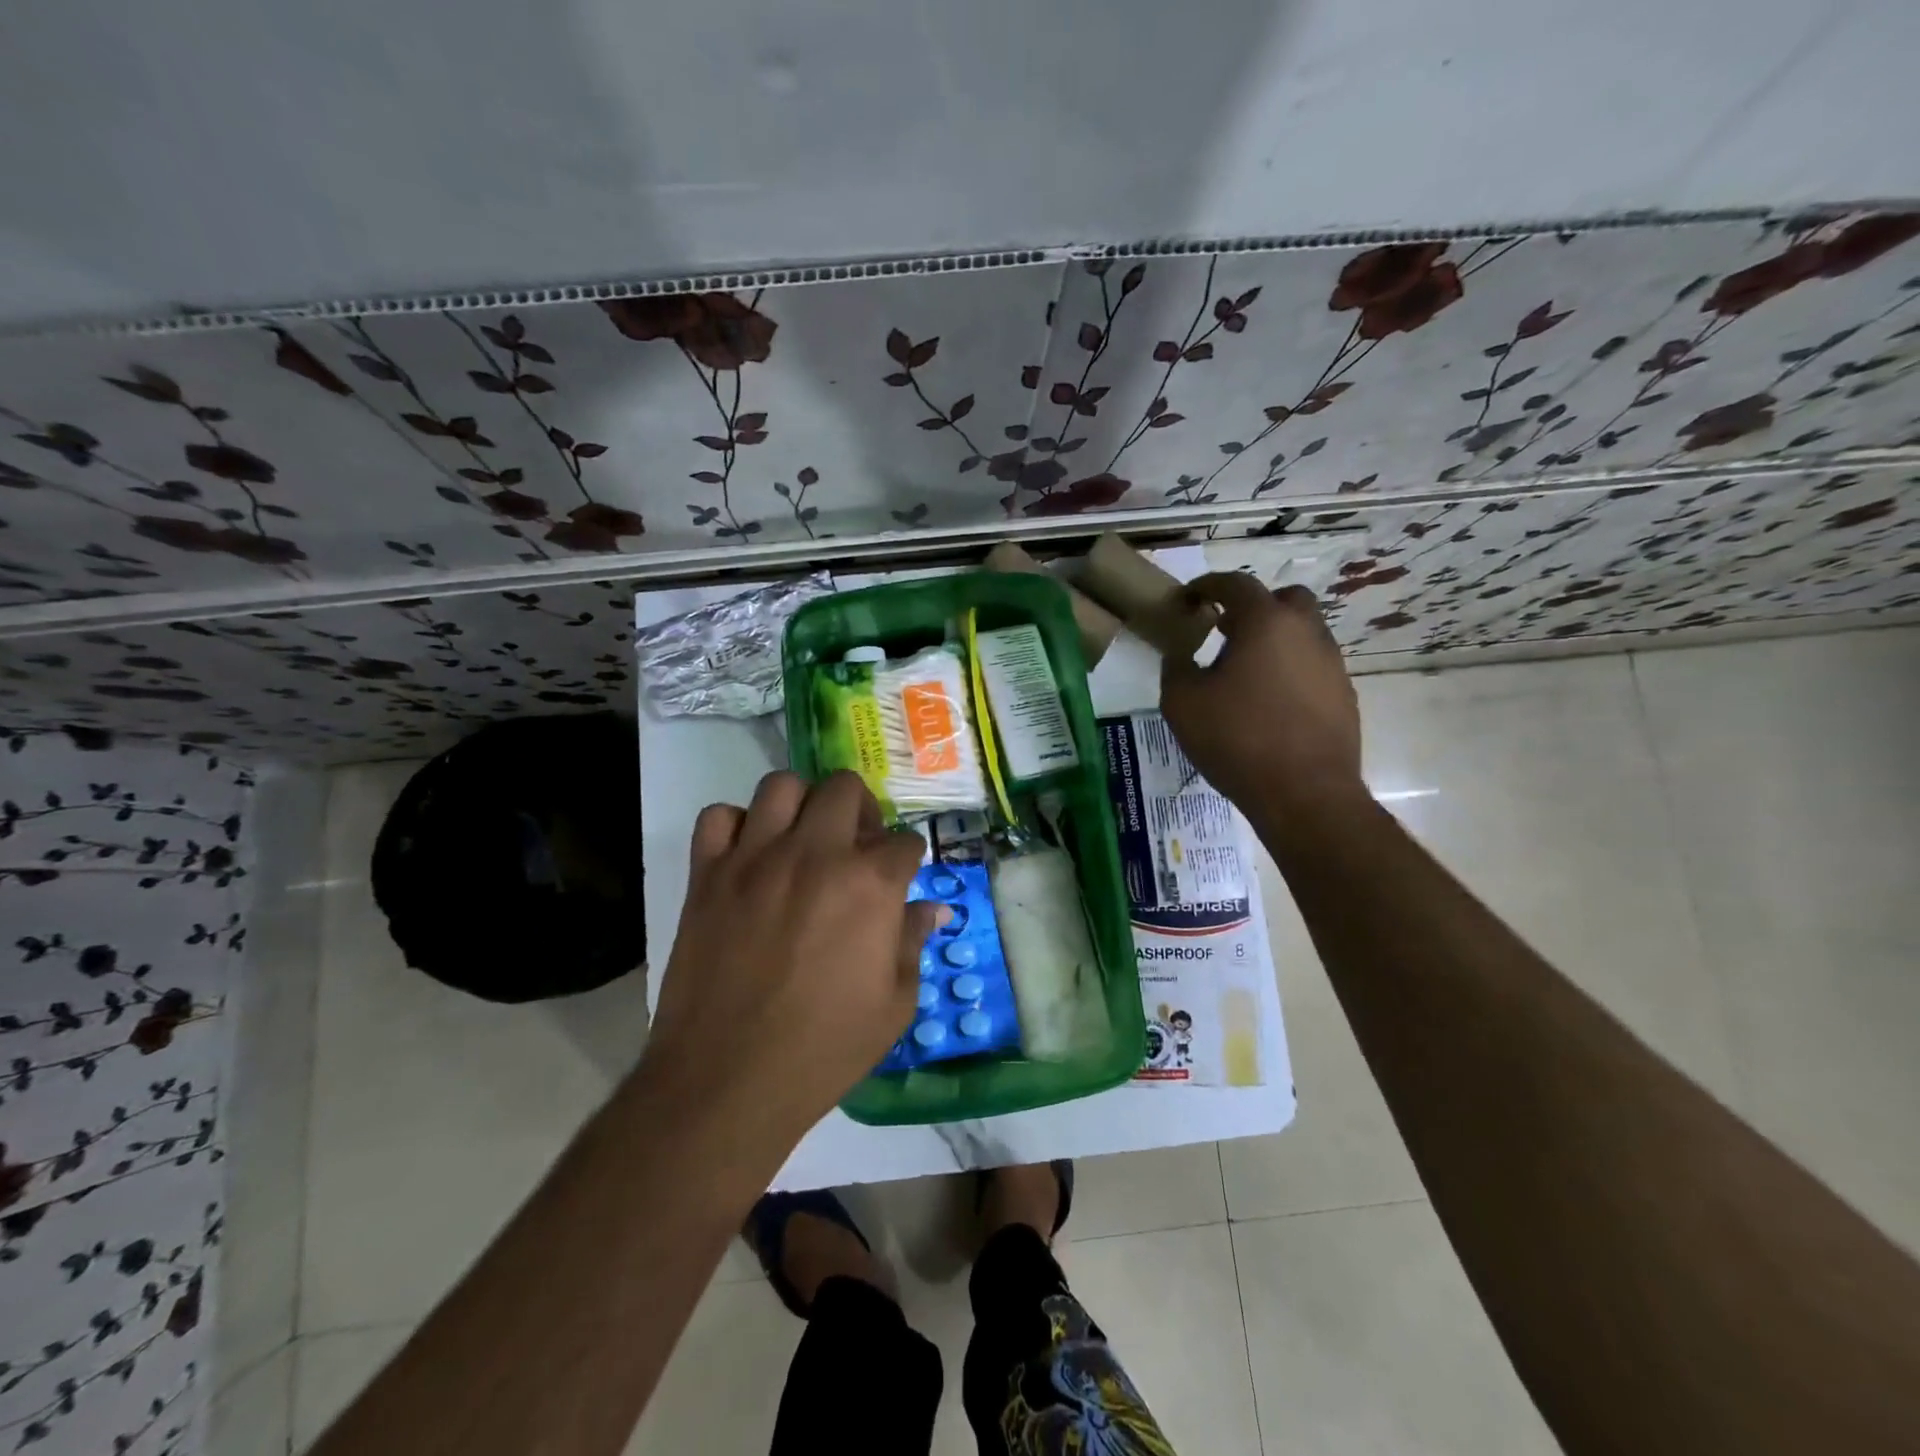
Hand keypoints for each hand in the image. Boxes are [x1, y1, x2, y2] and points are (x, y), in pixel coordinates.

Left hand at [644, 770, 939, 1154]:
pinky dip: (736, 827)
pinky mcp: (708, 873)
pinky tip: (748, 857)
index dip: (907, 860)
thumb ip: (913, 943)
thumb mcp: (894, 1005)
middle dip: (861, 811)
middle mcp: (816, 854)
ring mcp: (756, 858)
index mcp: (870, 884)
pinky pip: (718, 817)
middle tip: (855, 847)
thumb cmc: (824, 1048)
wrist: (728, 1080)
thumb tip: (931, 909)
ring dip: (801, 805)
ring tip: (802, 840)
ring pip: (782, 786)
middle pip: (845, 788)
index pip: (904, 841)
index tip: (900, 878)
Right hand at [1160, 573, 1365, 818]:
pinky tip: (1268, 701)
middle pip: (1283, 599)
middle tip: (1224, 630)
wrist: (1304, 794)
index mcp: (1266, 623)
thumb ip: (1175, 667)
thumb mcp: (1182, 702)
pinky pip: (1312, 666)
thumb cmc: (1236, 739)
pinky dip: (1289, 669)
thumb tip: (1180, 653)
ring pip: (1302, 633)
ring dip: (1273, 640)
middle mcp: (1306, 632)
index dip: (1206, 586)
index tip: (1187, 600)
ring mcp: (1331, 663)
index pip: (1235, 584)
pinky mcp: (1343, 694)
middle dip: (1252, 607)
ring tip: (1243, 671)